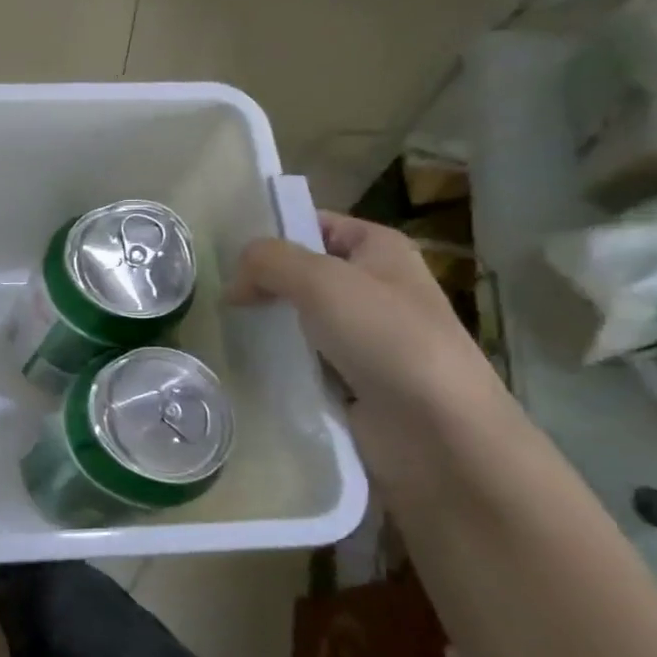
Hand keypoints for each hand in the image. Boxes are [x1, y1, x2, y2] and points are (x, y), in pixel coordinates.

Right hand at [227, 213, 515, 493]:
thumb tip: (234, 280)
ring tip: (223, 330)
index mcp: (380, 249)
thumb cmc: (387, 338)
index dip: (273, 234)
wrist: (437, 431)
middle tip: (219, 298)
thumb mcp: (321, 281)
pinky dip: (277, 360)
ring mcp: (363, 335)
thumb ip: (269, 262)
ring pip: (297, 318)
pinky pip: (302, 358)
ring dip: (265, 325)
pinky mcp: (351, 378)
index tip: (228, 257)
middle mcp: (374, 286)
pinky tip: (247, 364)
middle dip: (261, 283)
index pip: (315, 224)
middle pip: (301, 273)